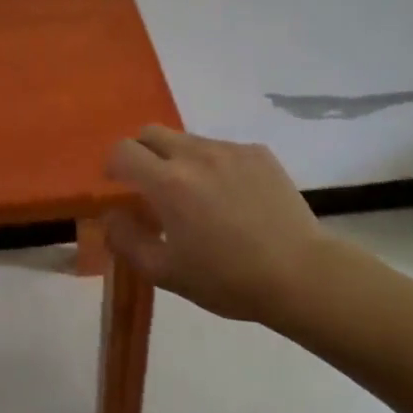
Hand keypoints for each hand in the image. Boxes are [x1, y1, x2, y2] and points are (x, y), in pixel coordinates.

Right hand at [103, 126, 378, 324]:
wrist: (301, 274)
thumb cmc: (228, 279)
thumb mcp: (165, 272)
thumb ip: (126, 240)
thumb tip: (110, 215)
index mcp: (168, 182)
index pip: (123, 150)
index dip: (114, 166)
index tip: (119, 187)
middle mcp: (195, 154)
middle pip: (151, 133)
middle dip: (142, 153)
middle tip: (151, 186)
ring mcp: (229, 149)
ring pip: (187, 139)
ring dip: (178, 159)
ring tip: (197, 196)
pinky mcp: (257, 152)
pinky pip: (221, 149)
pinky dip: (213, 165)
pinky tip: (232, 198)